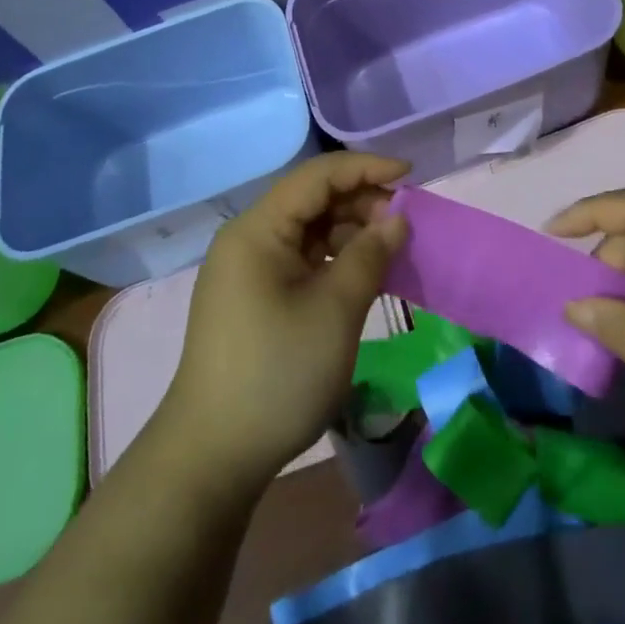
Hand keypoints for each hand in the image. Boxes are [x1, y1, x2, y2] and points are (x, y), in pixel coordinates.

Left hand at [159, 153, 408, 489]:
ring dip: (349, 231)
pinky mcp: (253, 297)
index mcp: (258, 229)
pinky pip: (300, 258)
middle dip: (360, 202)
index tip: (411, 176)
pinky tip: (361, 274)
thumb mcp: (335, 311)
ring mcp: (247, 269)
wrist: (213, 455)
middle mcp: (248, 239)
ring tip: (389, 249)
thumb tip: (397, 218)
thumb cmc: (277, 373)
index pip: (317, 176)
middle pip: (311, 200)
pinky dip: (333, 258)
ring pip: (307, 229)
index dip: (366, 168)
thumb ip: (369, 255)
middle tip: (404, 224)